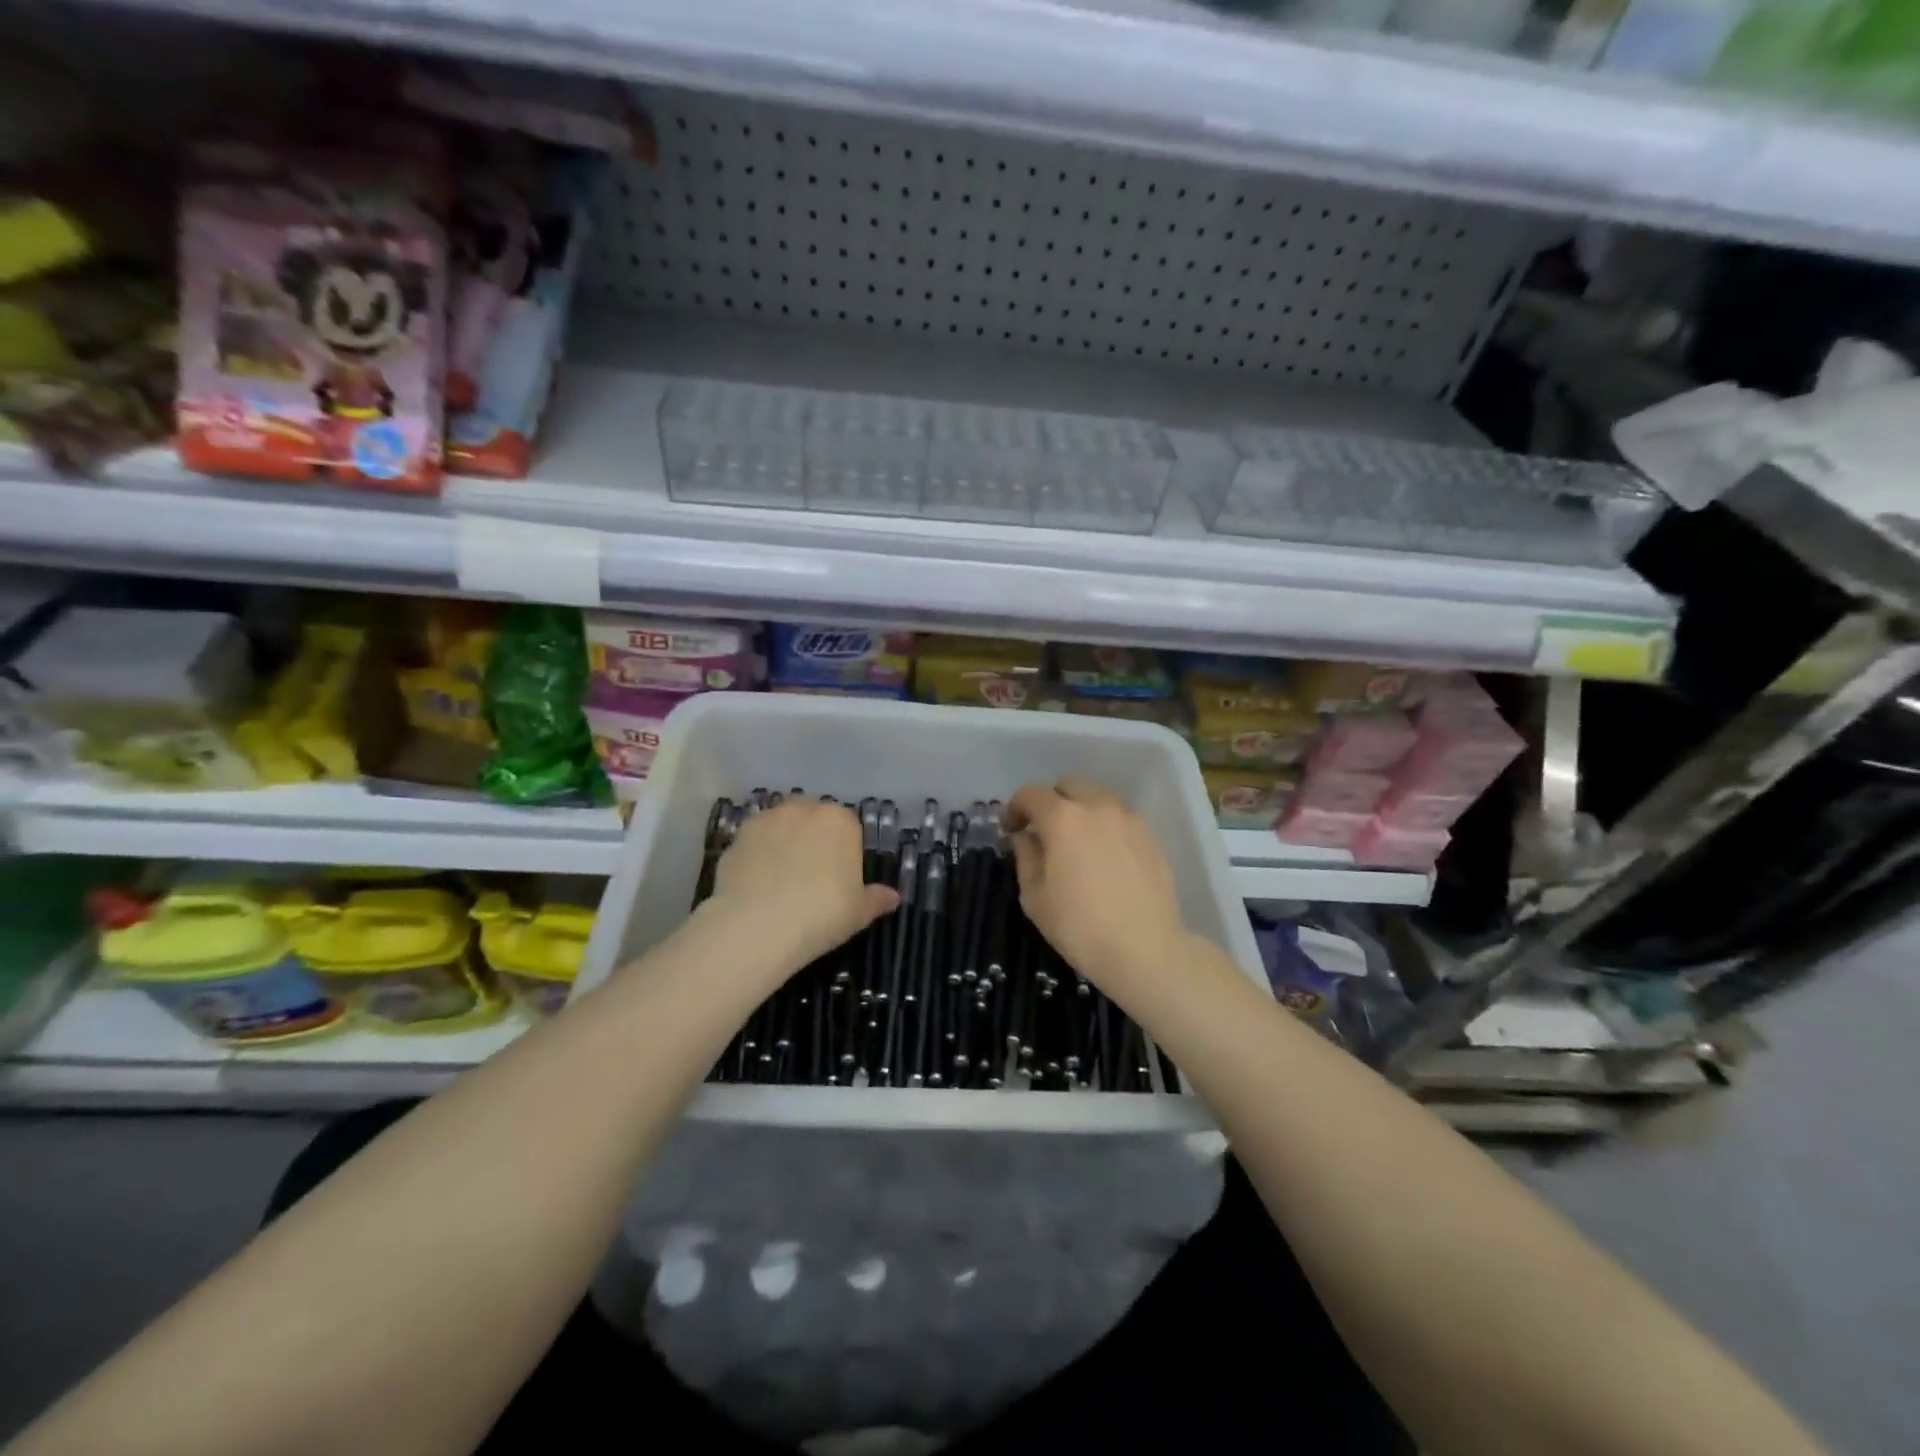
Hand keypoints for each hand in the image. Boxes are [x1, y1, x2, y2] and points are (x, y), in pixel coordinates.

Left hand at [705, 800, 898, 974]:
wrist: (758, 926)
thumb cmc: (822, 913)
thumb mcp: (859, 912)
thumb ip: (877, 899)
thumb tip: (893, 897)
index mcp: (840, 821)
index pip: (848, 825)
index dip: (844, 849)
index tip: (840, 874)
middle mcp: (803, 810)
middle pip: (812, 817)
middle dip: (812, 837)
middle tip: (810, 873)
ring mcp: (766, 820)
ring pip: (780, 825)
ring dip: (783, 841)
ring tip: (780, 877)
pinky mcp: (736, 836)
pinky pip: (753, 842)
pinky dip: (756, 855)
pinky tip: (756, 883)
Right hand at [1004, 778, 1188, 992]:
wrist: (1144, 949)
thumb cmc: (1079, 926)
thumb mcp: (1035, 896)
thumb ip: (1026, 857)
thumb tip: (1026, 837)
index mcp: (1063, 818)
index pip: (1031, 794)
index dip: (1014, 807)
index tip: (1011, 829)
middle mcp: (1097, 807)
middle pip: (1068, 785)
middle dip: (1050, 801)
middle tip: (1044, 831)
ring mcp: (1128, 819)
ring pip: (1098, 797)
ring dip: (1080, 809)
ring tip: (1077, 841)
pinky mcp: (1150, 836)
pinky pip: (1120, 818)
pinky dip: (1105, 825)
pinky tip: (1104, 856)